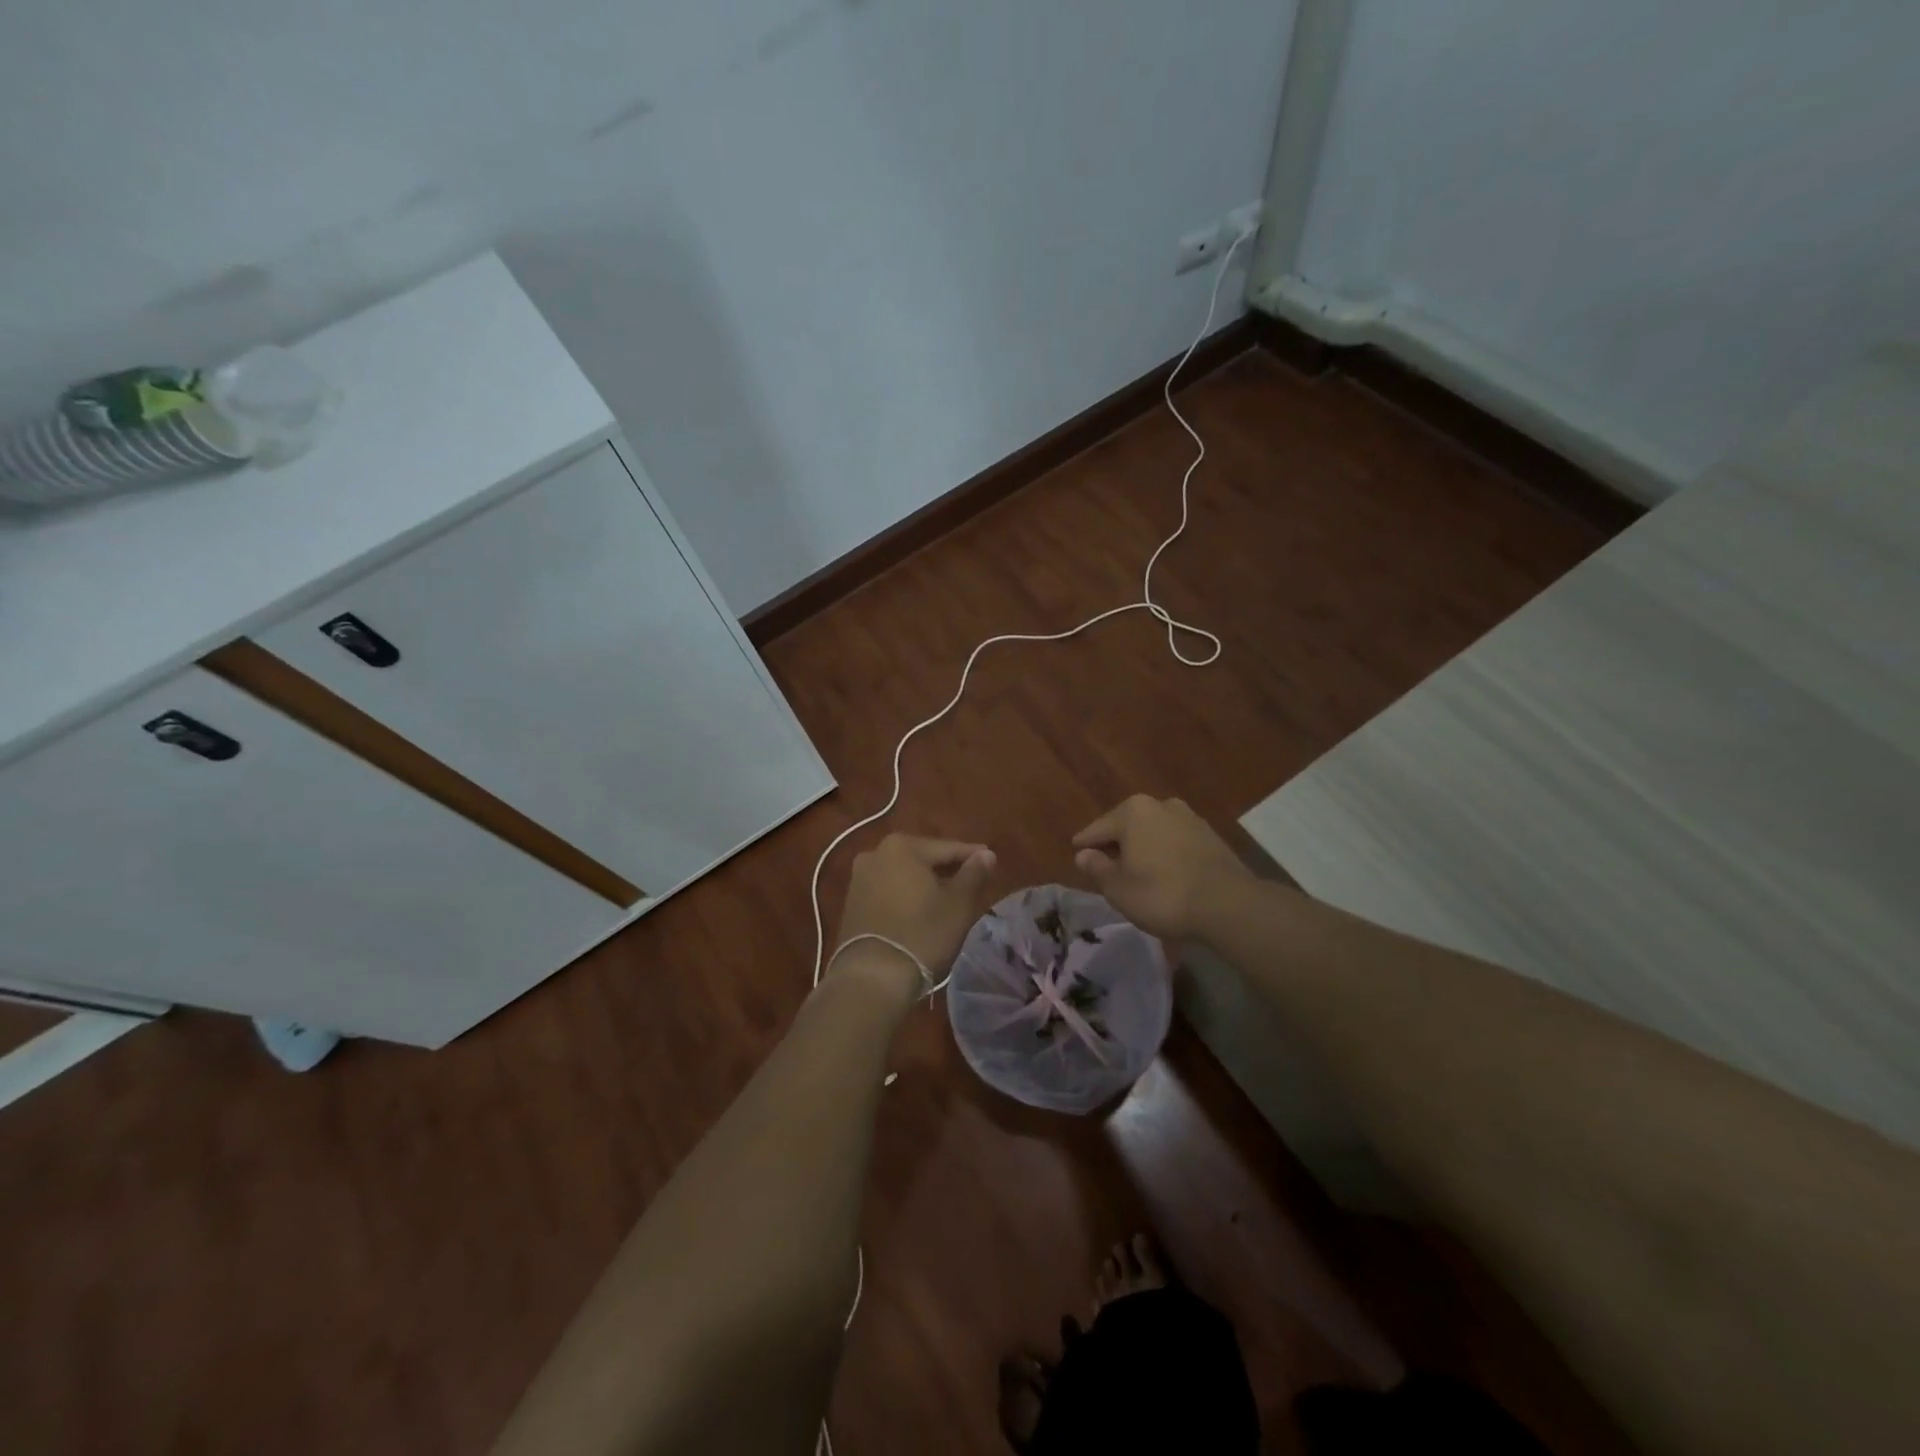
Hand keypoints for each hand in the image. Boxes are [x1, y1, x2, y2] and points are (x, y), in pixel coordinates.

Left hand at [833, 835, 996, 990]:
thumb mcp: (958, 904)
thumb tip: (985, 854)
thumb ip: (974, 873)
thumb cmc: (922, 934)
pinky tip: (920, 911)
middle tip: (971, 882)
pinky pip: (888, 891)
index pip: (947, 848)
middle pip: (922, 858)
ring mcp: (859, 878)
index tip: (991, 863)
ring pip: (903, 875)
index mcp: (902, 846)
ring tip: (948, 899)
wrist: (872, 977)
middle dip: (946, 869)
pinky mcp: (851, 903)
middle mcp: (875, 853)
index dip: (972, 856)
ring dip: (925, 884)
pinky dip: (906, 896)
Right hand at [1072, 795, 1250, 939]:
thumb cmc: (1161, 894)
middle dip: (1116, 843)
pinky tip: (1163, 872)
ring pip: (1154, 832)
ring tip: (1135, 870)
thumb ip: (1097, 868)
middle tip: (1104, 864)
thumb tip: (1083, 854)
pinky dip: (1165, 853)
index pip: (1098, 828)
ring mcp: (1189, 818)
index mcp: (1133, 811)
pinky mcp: (1211, 836)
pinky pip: (1175, 842)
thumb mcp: (1118, 888)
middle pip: (1127, 826)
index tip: (1076, 853)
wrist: (1227, 904)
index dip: (1085, 844)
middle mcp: (1161, 805)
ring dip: (1142, 848)